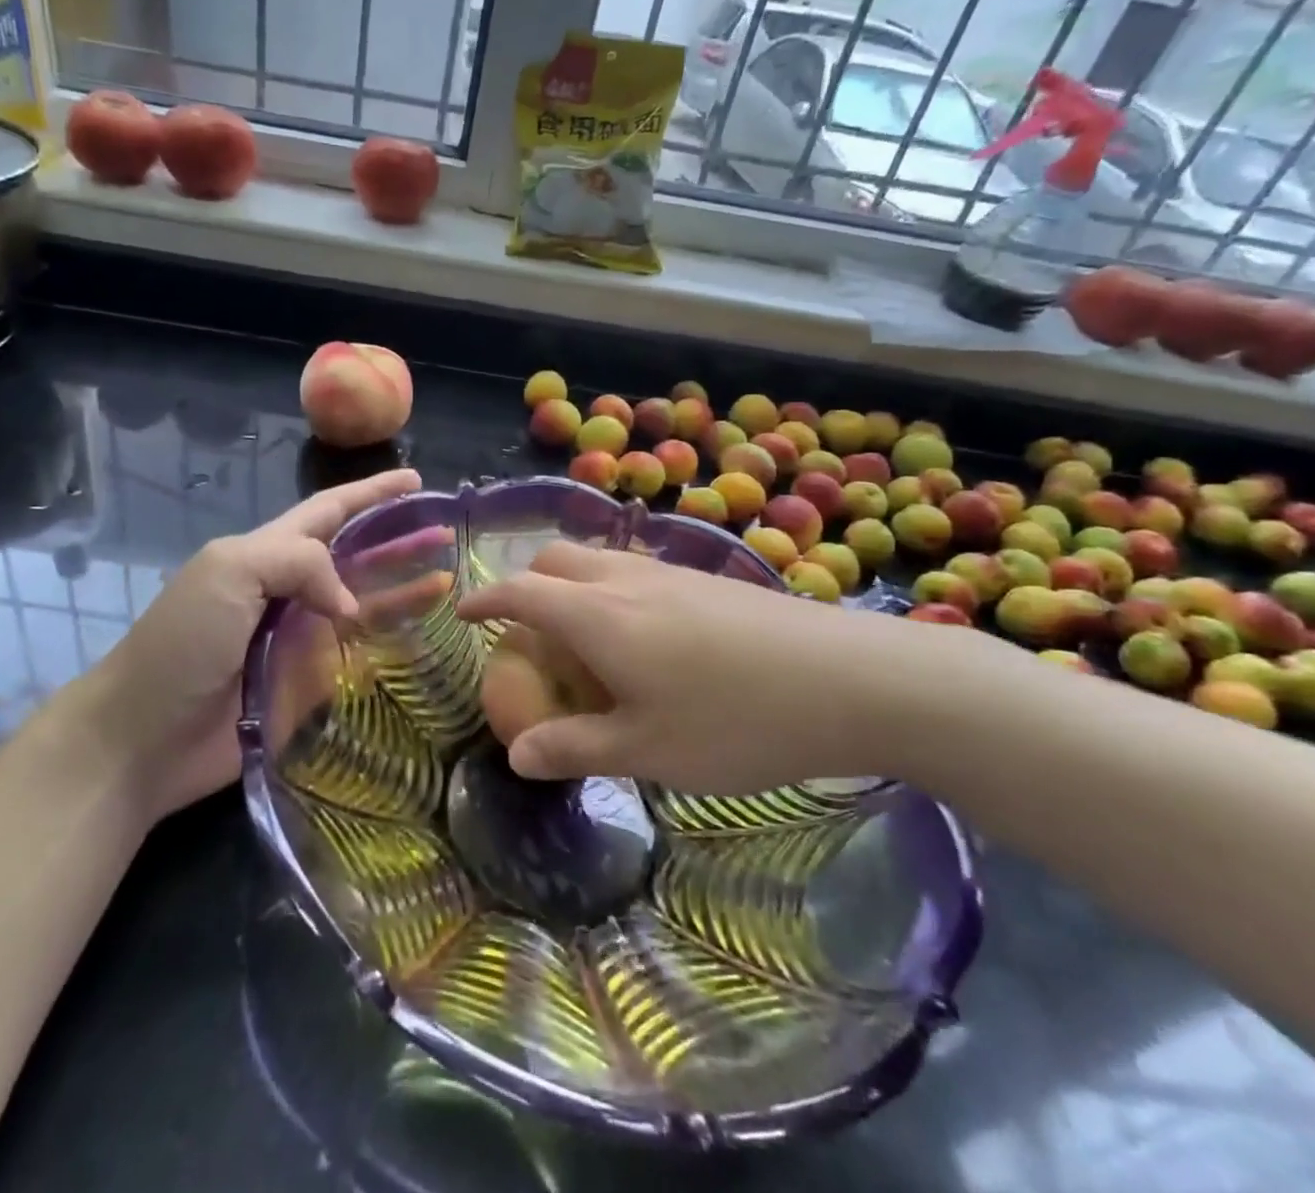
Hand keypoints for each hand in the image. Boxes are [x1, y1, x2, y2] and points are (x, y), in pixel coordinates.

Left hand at [88, 468, 420, 820]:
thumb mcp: (231, 572)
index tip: (416, 480)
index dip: (372, 494)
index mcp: (267, 553)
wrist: (142, 738)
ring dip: (403, 593)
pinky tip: (421, 642)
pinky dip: (387, 647)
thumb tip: (348, 602)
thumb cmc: (184, 643)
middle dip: (398, 542)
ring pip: (363, 606)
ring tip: (448, 584)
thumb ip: (298, 563)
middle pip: (355, 556)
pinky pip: (354, 658)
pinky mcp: (304, 686)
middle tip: (447, 535)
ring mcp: (297, 639)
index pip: (330, 512)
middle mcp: (287, 590)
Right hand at [457, 541, 1010, 792]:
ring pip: (598, 560)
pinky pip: (635, 571)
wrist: (851, 678)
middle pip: (555, 559)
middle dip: (527, 585)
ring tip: (584, 639)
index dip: (484, 599)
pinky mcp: (707, 580)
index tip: (463, 612)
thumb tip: (516, 754)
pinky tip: (645, 640)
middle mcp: (625, 579)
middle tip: (528, 633)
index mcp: (597, 615)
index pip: (520, 591)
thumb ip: (575, 748)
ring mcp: (670, 573)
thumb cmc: (735, 720)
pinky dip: (611, 591)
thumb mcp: (647, 750)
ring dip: (572, 586)